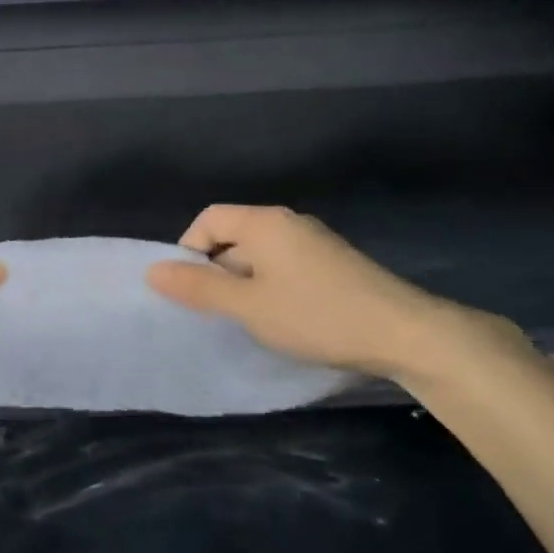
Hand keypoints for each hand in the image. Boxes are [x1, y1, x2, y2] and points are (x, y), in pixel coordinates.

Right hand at [145, 204, 507, 379]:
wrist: (402, 333)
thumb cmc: (315, 315)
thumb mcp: (247, 305)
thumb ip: (198, 287)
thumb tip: (151, 270)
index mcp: (264, 222)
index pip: (208, 219)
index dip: (189, 251)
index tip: (190, 291)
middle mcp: (288, 222)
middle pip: (232, 236)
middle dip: (216, 271)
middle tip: (218, 312)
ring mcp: (314, 242)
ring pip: (259, 256)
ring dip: (243, 284)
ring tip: (249, 320)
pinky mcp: (332, 264)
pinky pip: (284, 267)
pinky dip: (270, 288)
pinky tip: (282, 319)